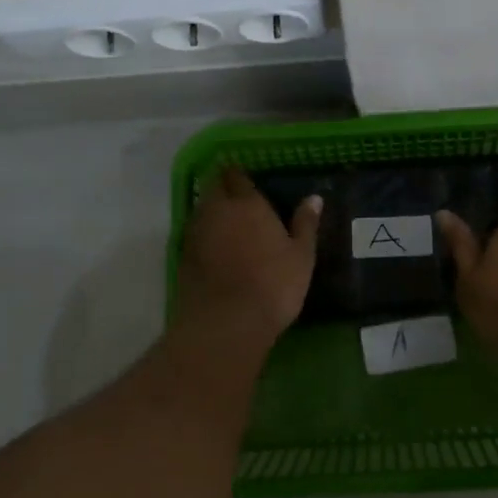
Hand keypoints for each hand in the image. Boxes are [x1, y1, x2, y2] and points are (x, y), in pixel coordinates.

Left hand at [176, 167, 320, 342]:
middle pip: (213, 187)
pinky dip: (203, 235)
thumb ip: (305, 224)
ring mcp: (196, 233)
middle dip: (222, 187)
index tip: (245, 178)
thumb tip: (314, 198)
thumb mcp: (301, 256)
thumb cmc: (273, 285)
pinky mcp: (182, 257)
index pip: (237, 176)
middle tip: (235, 196)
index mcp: (247, 204)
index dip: (239, 175)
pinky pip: (194, 235)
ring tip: (226, 221)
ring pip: (201, 210)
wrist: (226, 322)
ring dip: (211, 210)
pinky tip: (214, 248)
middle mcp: (217, 210)